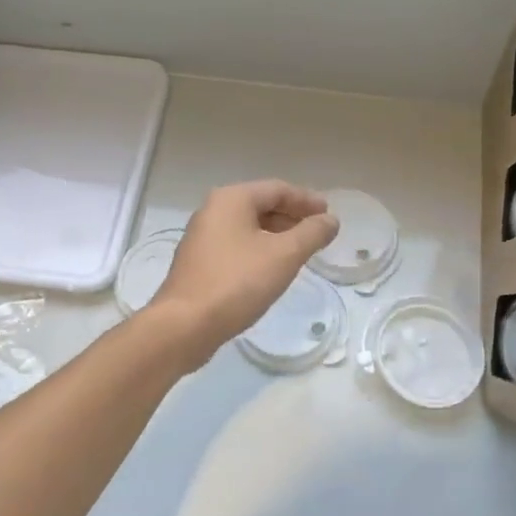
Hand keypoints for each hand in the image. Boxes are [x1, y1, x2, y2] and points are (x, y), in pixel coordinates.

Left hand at [149, 181, 339, 367]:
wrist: (185, 326)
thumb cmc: (237, 282)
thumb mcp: (284, 256)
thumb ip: (312, 233)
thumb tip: (330, 220)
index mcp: (232, 199)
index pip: (278, 189)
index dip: (307, 200)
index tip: (329, 215)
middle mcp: (213, 211)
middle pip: (261, 205)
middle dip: (292, 217)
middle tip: (318, 233)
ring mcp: (202, 237)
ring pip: (249, 227)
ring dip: (277, 235)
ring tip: (301, 252)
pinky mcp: (199, 263)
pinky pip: (237, 246)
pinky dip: (259, 250)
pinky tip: (272, 269)